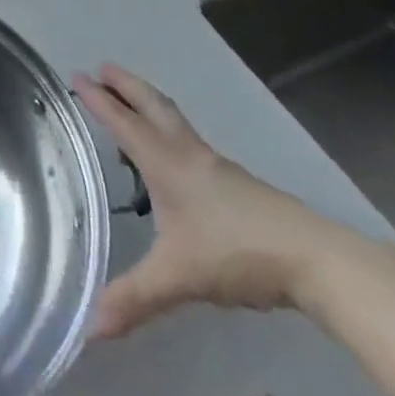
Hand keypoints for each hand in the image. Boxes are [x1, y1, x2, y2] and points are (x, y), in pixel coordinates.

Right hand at [75, 65, 349, 337]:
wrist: (316, 260)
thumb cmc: (238, 254)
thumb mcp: (179, 278)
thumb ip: (134, 299)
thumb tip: (89, 328)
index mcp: (167, 165)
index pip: (124, 123)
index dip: (99, 100)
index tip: (78, 75)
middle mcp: (189, 156)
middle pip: (153, 106)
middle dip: (126, 85)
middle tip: (103, 67)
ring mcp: (217, 168)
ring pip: (175, 122)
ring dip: (148, 103)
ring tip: (131, 102)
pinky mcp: (238, 184)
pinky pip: (191, 143)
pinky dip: (170, 131)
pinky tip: (173, 157)